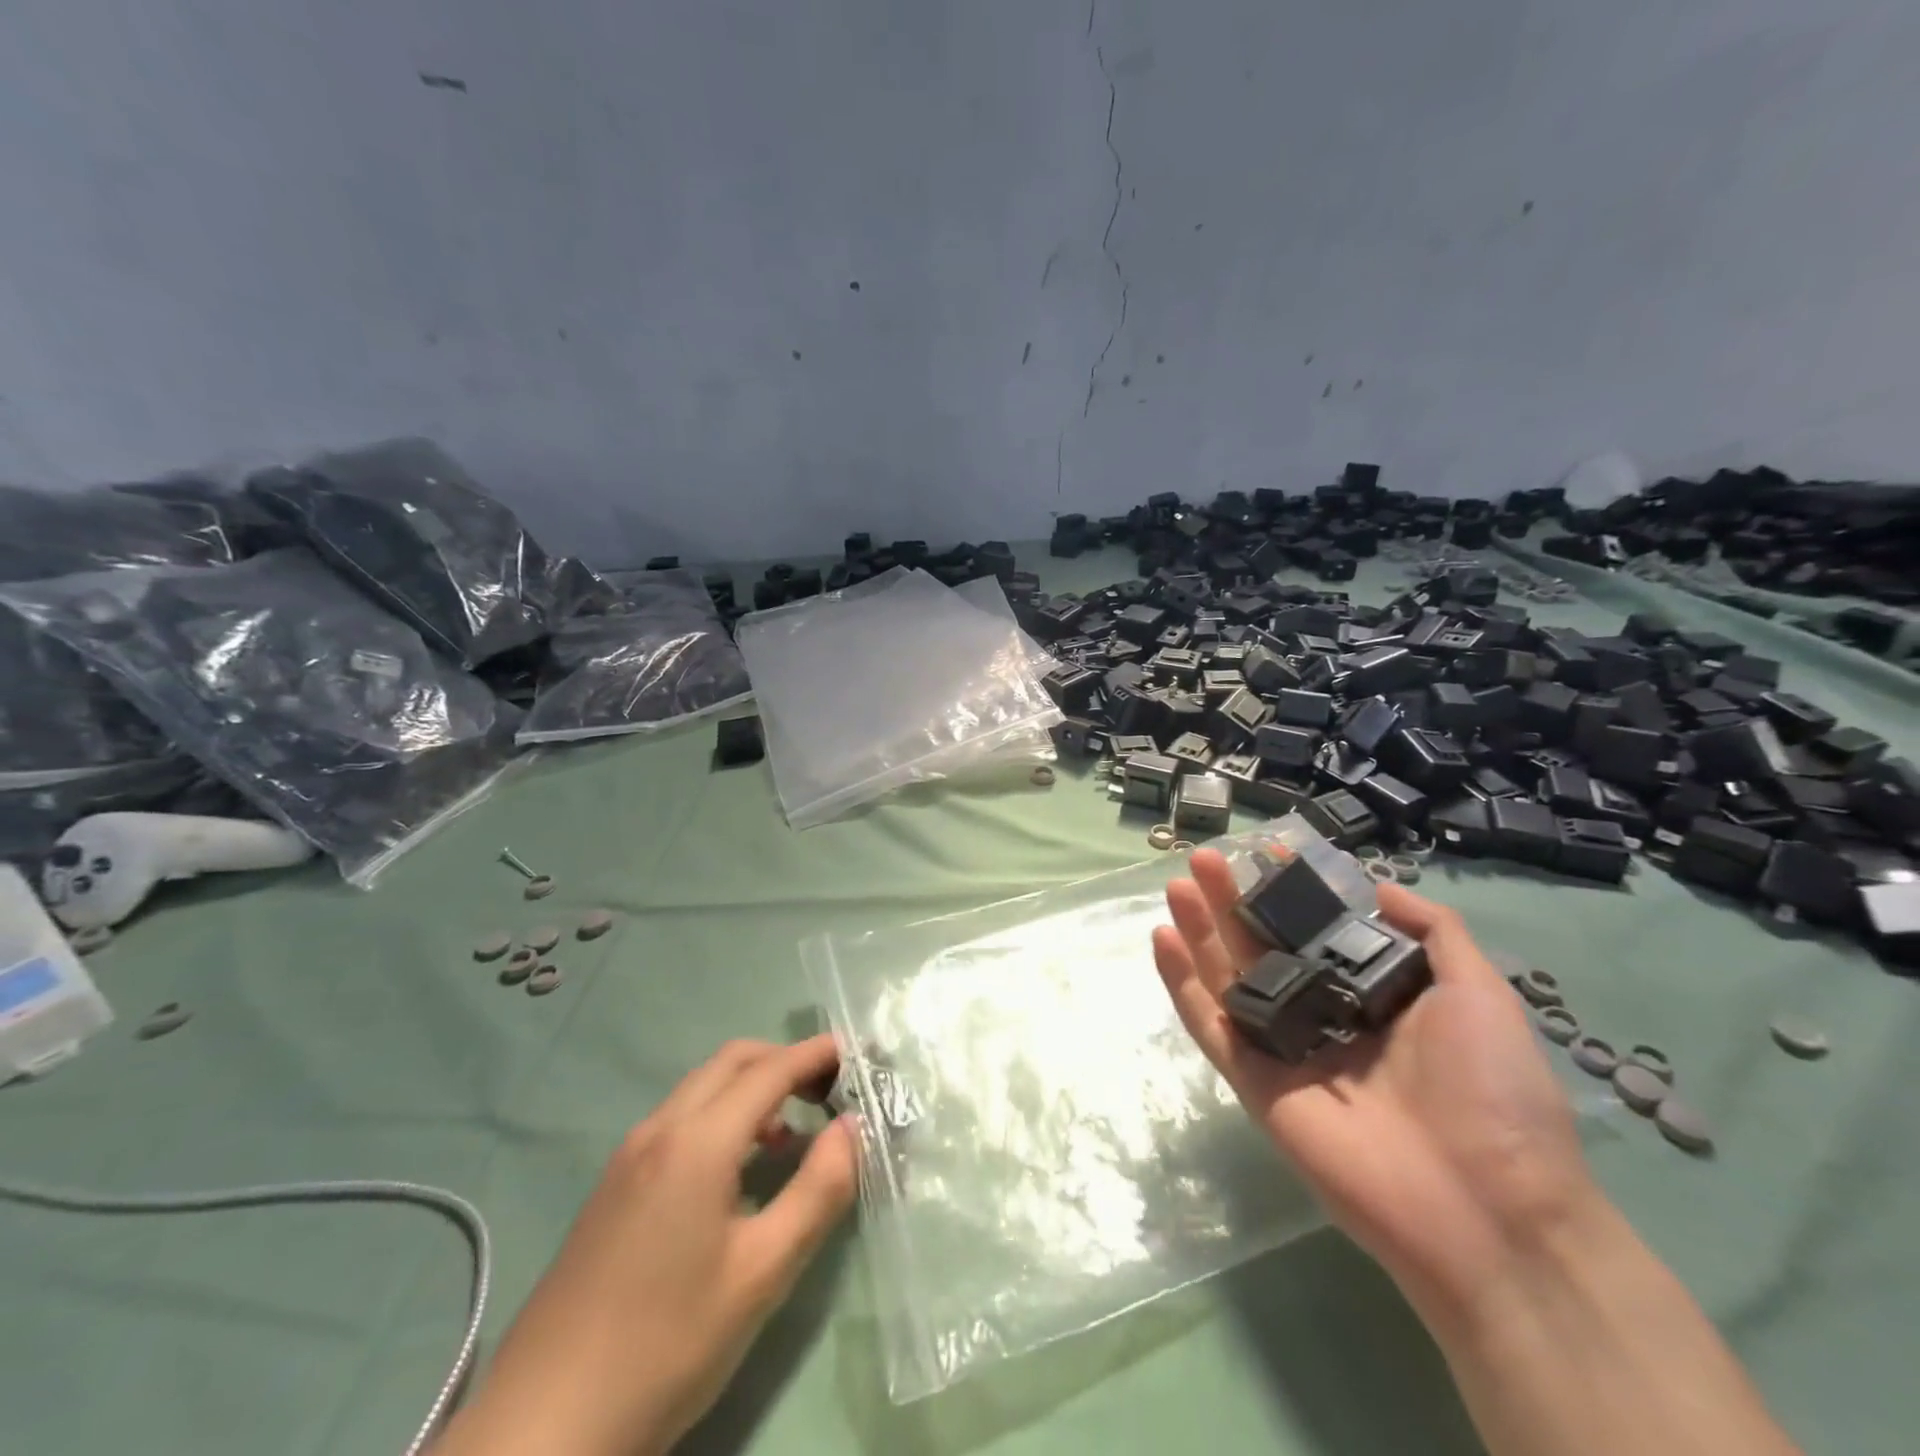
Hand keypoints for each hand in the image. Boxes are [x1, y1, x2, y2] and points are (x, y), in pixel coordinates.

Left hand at [435, 1036, 857, 1455]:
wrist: (542, 1428)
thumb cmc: (666, 1346)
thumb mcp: (762, 1274)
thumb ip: (818, 1191)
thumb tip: (852, 1127)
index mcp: (697, 1142)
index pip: (770, 1070)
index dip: (816, 1054)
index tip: (857, 1052)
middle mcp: (659, 1129)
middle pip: (732, 1062)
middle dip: (784, 1061)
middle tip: (829, 1090)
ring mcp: (628, 1155)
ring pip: (701, 1088)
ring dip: (751, 1088)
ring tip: (791, 1135)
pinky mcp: (613, 1184)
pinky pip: (679, 1119)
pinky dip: (720, 1115)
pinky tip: (737, 1170)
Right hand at [1151, 848, 1595, 1319]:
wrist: (1486, 1209)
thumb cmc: (1491, 1092)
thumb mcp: (1480, 993)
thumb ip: (1435, 932)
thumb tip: (1379, 886)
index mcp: (1370, 995)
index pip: (1316, 931)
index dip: (1290, 892)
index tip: (1268, 853)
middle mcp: (1320, 1014)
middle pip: (1263, 946)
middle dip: (1234, 900)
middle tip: (1206, 859)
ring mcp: (1281, 1047)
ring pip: (1227, 977)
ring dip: (1199, 929)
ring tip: (1180, 883)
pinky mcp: (1252, 1080)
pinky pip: (1209, 1023)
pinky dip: (1180, 982)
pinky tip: (1163, 937)